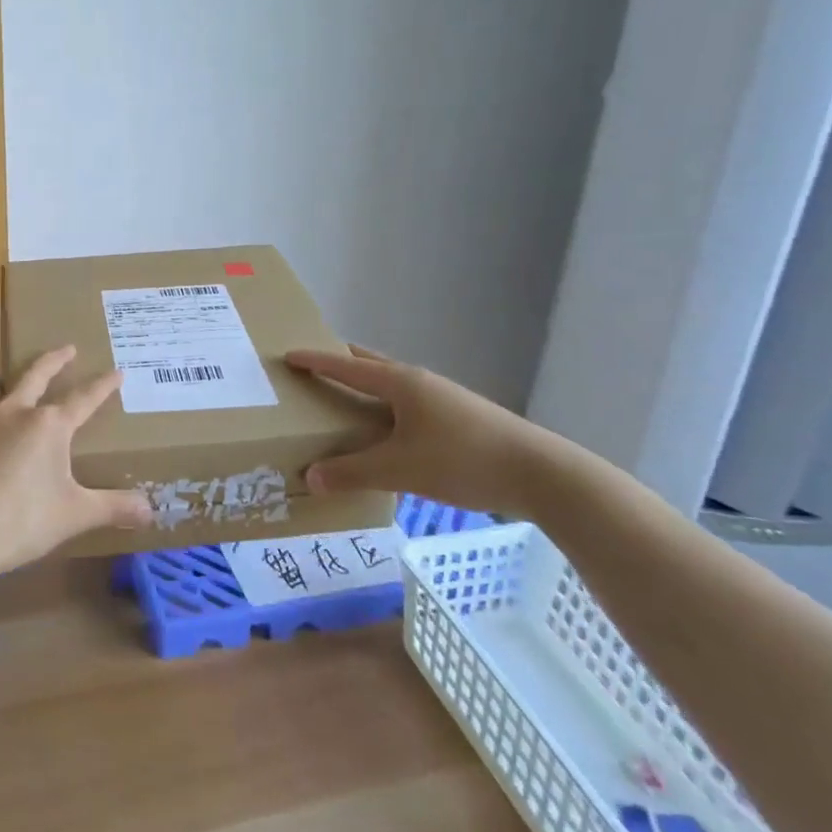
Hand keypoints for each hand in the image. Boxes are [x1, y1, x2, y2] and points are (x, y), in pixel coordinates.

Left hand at [0, 346, 152, 581]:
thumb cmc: (20, 520)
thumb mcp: (73, 515)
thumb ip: (112, 508)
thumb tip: (151, 509)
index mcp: (48, 425)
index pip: (83, 398)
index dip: (103, 386)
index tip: (117, 371)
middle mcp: (16, 414)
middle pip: (37, 375)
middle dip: (55, 360)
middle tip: (68, 348)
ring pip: (3, 389)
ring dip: (16, 380)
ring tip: (20, 382)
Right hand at [286, 344, 578, 517]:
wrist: (542, 474)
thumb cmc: (463, 460)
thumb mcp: (400, 469)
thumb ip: (353, 472)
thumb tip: (311, 477)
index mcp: (400, 383)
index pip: (347, 366)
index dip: (317, 361)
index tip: (289, 355)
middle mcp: (420, 382)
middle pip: (371, 364)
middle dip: (341, 363)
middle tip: (314, 370)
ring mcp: (444, 398)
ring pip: (393, 385)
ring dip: (366, 387)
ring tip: (345, 402)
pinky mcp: (460, 418)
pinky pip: (409, 403)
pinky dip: (387, 408)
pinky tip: (387, 433)